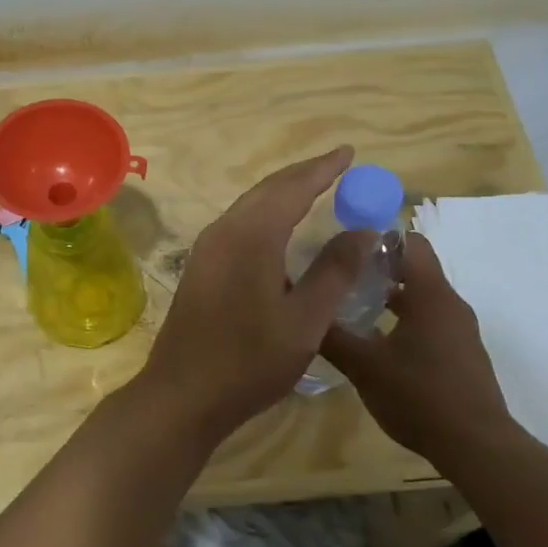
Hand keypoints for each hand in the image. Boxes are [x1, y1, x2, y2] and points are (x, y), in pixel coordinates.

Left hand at [141, 146, 375, 435]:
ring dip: (282, 192)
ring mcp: (207, 247)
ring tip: (313, 188)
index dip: (323, 169)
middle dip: (303, 174)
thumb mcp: (305, 321)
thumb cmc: (250, 361)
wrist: (182, 393)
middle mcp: (225, 230)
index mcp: (252, 236)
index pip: (293, 188)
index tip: (348, 152)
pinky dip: (265, 212)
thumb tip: (364, 232)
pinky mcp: (200, 265)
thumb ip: (335, 272)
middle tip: (336, 165)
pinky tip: (277, 227)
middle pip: (268, 189)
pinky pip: (238, 222)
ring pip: (250, 204)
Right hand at [318, 231, 518, 462]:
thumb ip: (332, 337)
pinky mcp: (461, 355)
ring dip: (389, 298)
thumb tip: (302, 313)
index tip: (345, 250)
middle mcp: (450, 305)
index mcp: (431, 295)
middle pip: (414, 269)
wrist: (477, 447)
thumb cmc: (420, 397)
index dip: (377, 239)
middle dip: (377, 270)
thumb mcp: (364, 367)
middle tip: (340, 279)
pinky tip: (377, 345)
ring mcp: (459, 331)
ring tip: (352, 310)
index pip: (409, 242)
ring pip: (421, 298)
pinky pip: (430, 323)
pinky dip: (404, 322)